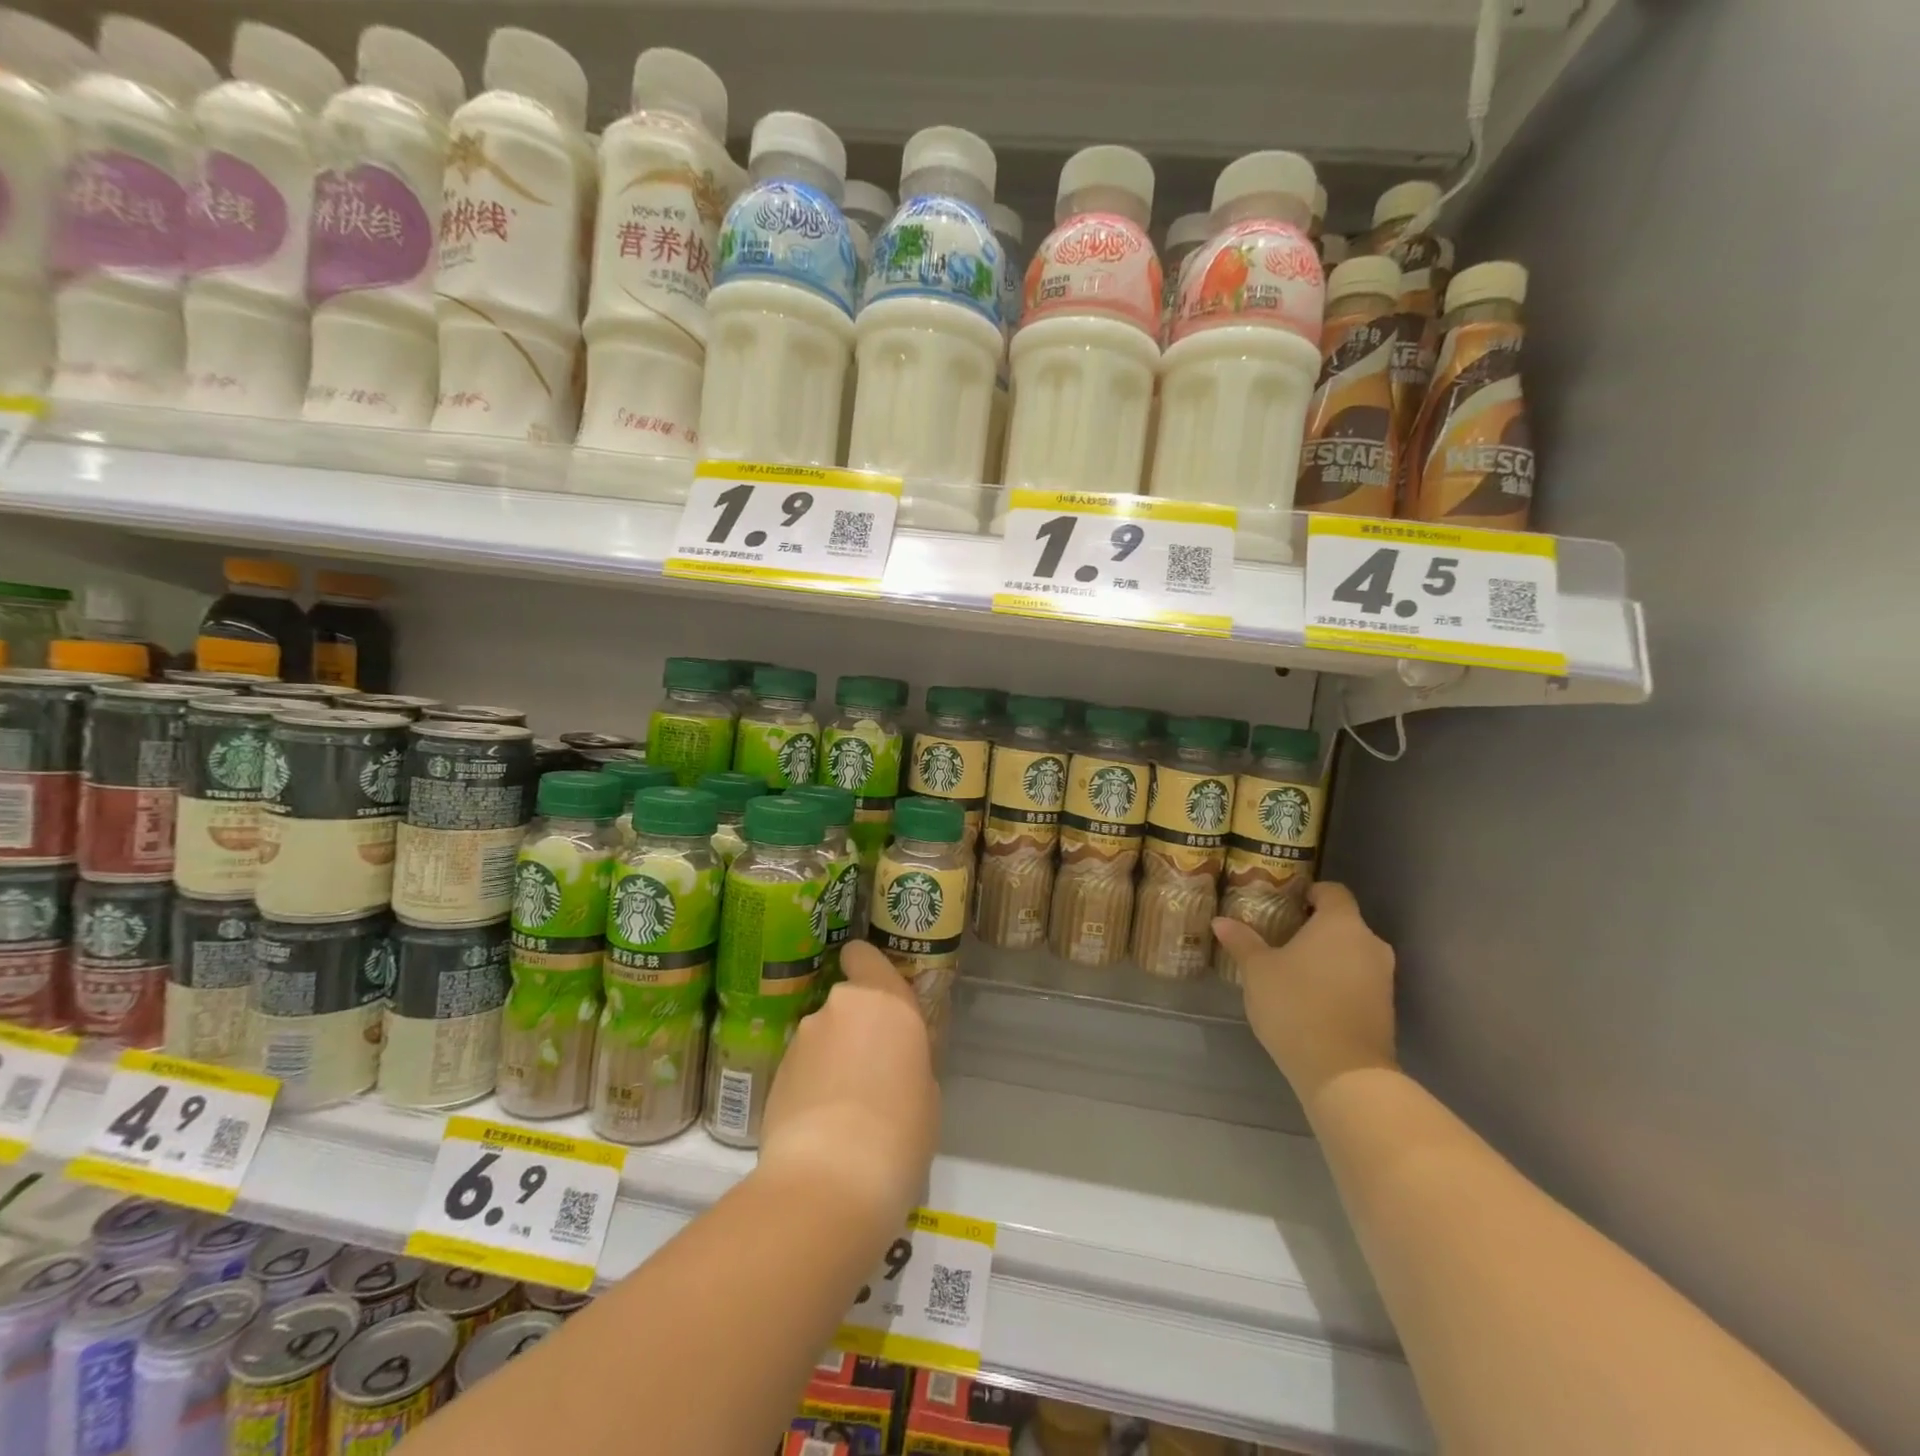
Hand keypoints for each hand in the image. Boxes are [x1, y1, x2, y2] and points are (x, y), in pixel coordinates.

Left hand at [758, 943, 940, 1236]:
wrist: (831, 1181)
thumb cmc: (900, 1131)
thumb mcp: (926, 1091)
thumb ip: (907, 1058)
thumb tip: (891, 1064)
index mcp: (886, 999)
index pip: (863, 954)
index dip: (866, 969)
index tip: (877, 999)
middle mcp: (841, 1006)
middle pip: (845, 1002)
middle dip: (853, 1028)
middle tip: (869, 1070)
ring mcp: (803, 1038)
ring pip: (821, 1036)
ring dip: (830, 1057)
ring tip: (842, 1107)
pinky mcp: (775, 1072)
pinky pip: (801, 1066)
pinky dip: (809, 1084)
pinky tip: (820, 1124)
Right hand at [1213, 882, 1397, 1106]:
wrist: (1343, 1072)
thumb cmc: (1296, 1005)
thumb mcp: (1257, 971)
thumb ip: (1242, 941)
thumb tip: (1220, 921)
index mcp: (1341, 923)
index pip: (1332, 891)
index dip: (1310, 893)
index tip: (1286, 904)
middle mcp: (1370, 943)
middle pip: (1344, 923)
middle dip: (1315, 928)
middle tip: (1281, 938)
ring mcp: (1383, 977)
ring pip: (1352, 953)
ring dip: (1327, 957)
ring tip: (1292, 970)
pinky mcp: (1386, 1008)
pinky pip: (1358, 980)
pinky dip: (1338, 981)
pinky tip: (1311, 998)